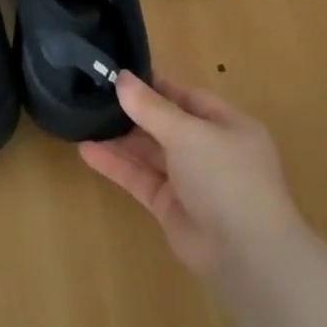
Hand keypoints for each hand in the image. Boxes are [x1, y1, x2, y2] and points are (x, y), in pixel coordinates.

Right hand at [78, 73, 300, 274]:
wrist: (244, 251)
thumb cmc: (225, 177)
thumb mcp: (188, 133)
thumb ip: (151, 107)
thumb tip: (122, 78)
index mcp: (227, 125)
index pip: (187, 97)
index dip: (155, 86)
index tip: (118, 75)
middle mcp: (210, 150)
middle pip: (166, 124)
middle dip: (133, 112)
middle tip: (93, 96)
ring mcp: (190, 180)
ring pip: (150, 153)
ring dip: (120, 139)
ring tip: (83, 120)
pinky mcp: (170, 205)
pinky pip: (140, 178)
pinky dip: (116, 165)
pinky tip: (87, 151)